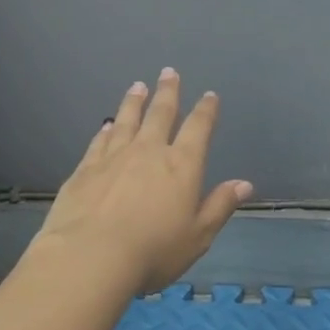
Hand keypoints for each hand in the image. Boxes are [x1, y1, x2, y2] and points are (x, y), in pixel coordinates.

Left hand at [34, 69, 252, 294]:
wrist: (91, 257)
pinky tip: (107, 125)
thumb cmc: (154, 250)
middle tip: (169, 72)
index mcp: (182, 165)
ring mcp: (113, 158)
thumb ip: (220, 206)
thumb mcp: (198, 235)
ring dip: (134, 102)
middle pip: (160, 114)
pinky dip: (106, 130)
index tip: (210, 96)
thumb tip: (244, 184)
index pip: (198, 128)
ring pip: (127, 120)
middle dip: (168, 93)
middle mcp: (149, 152)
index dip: (206, 111)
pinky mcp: (85, 170)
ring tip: (138, 86)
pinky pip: (99, 142)